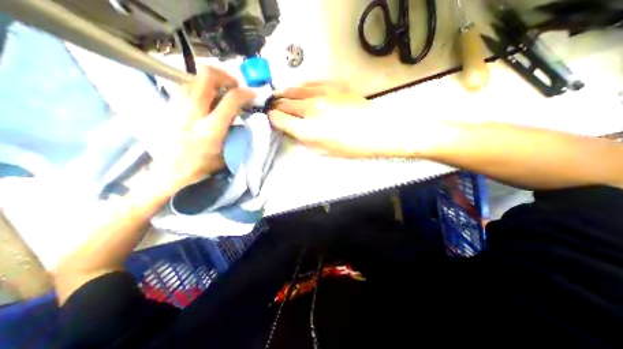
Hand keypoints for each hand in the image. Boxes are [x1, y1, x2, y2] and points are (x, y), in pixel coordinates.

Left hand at [145, 65, 254, 193]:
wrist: (170, 173)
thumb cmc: (202, 167)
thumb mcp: (226, 153)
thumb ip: (234, 133)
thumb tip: (241, 115)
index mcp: (211, 130)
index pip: (230, 100)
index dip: (245, 93)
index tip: (252, 93)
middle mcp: (192, 114)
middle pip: (206, 77)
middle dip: (224, 75)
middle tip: (233, 84)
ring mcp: (177, 108)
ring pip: (192, 76)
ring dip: (209, 77)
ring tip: (219, 86)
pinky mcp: (168, 107)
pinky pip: (182, 85)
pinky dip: (196, 83)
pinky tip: (204, 94)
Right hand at [271, 81, 415, 156]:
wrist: (376, 131)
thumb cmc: (349, 147)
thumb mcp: (322, 151)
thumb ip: (304, 139)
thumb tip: (292, 129)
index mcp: (308, 130)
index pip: (280, 119)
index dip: (273, 118)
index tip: (272, 119)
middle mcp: (311, 109)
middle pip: (285, 102)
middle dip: (276, 105)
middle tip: (273, 107)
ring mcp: (322, 94)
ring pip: (295, 88)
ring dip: (285, 93)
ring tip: (281, 95)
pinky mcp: (333, 86)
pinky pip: (310, 82)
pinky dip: (300, 86)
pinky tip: (299, 89)